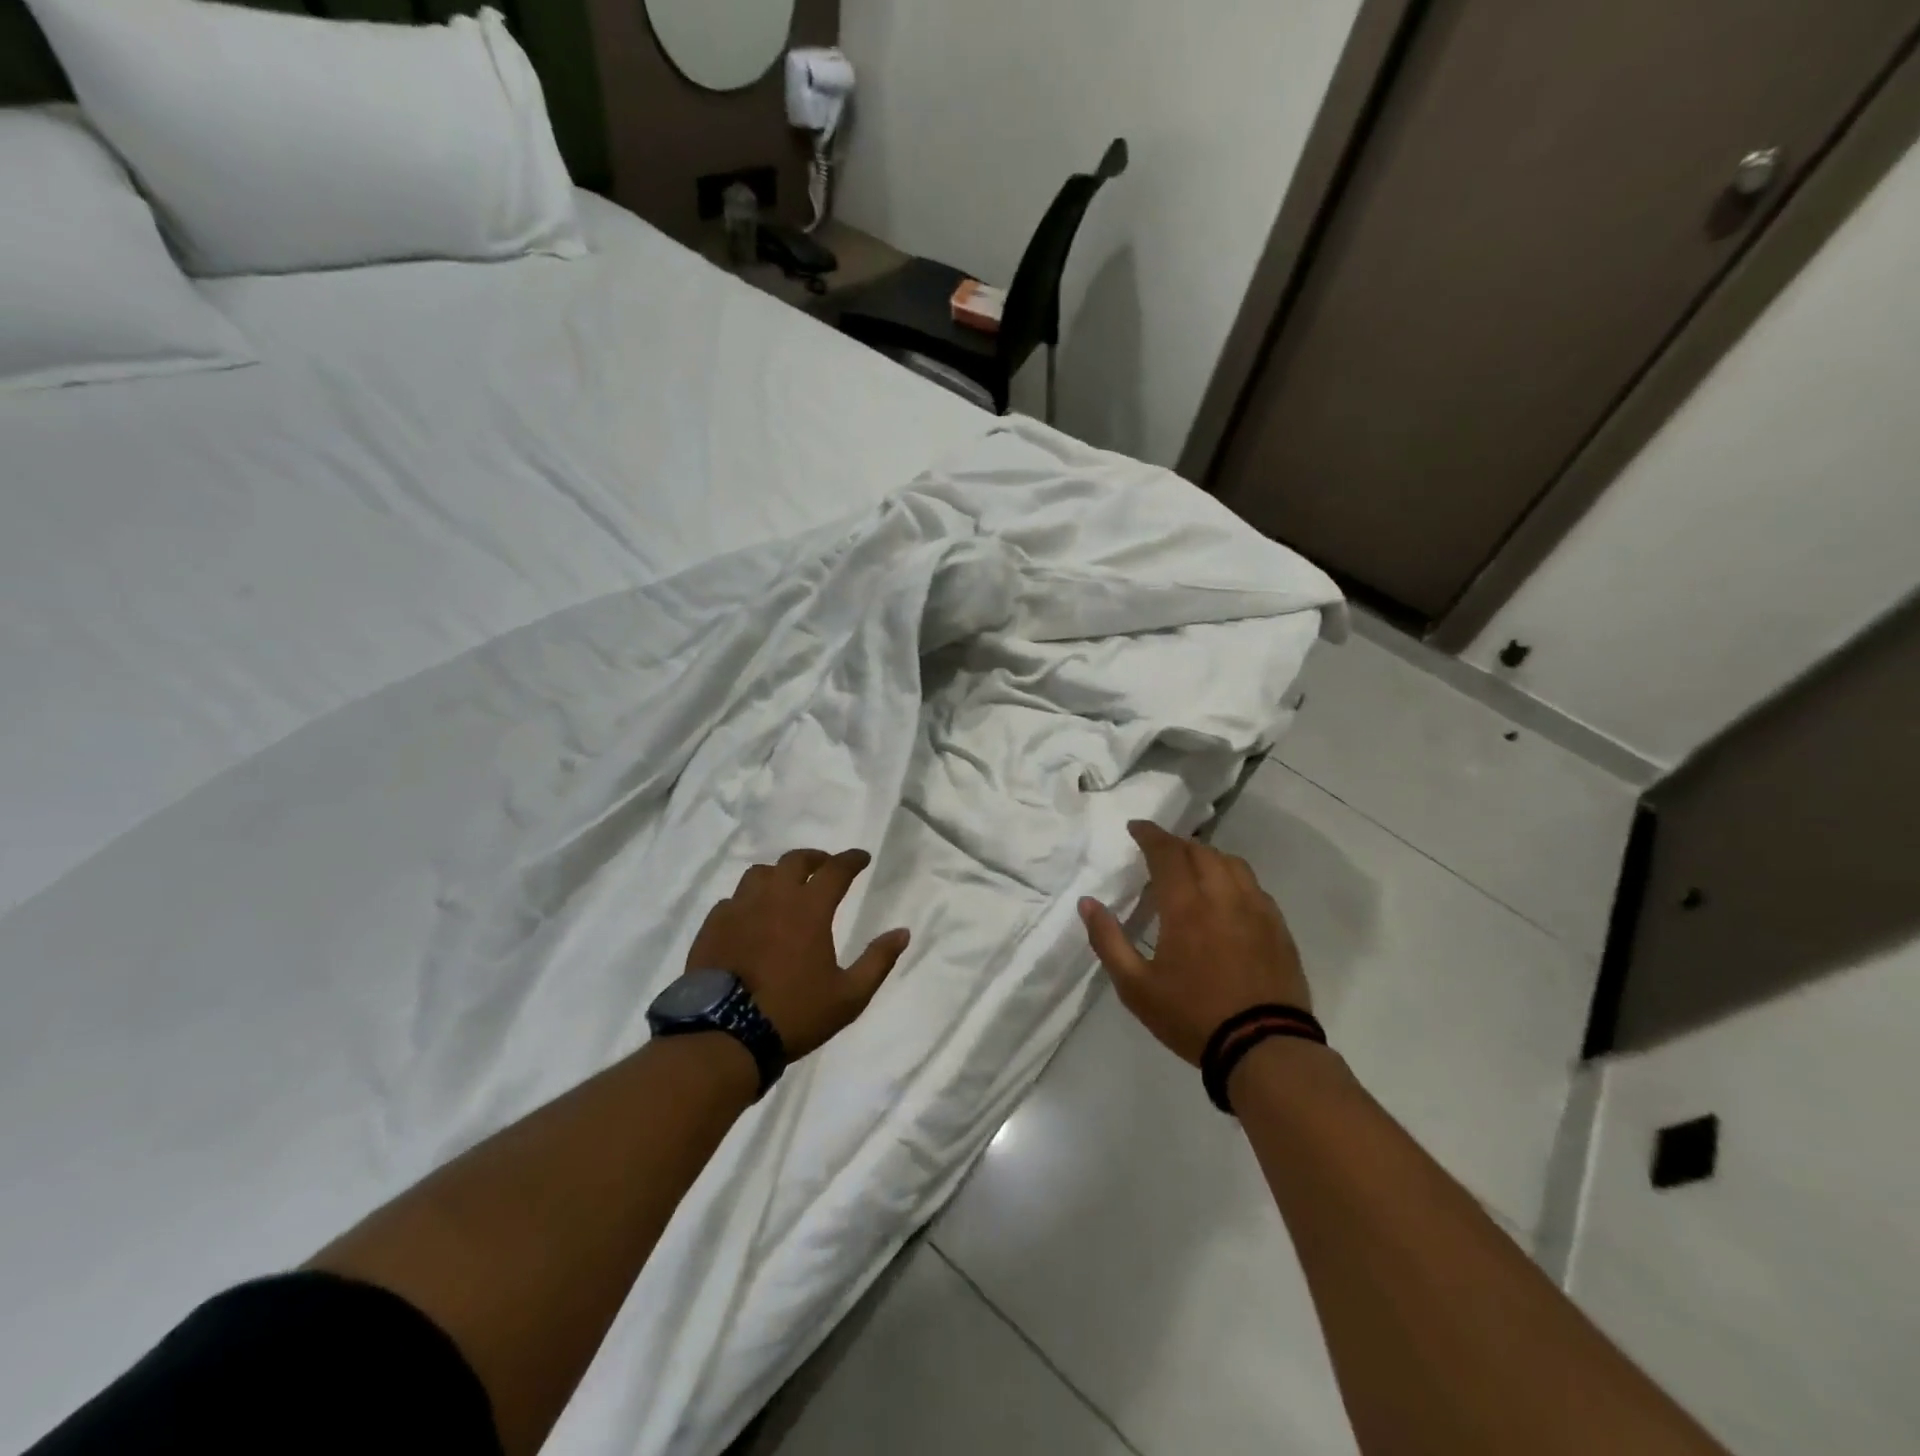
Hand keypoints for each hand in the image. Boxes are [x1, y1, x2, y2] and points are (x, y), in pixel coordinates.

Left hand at [687, 848, 910, 1059]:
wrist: (725, 1035)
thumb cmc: (794, 1013)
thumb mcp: (849, 996)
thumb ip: (878, 961)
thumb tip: (903, 932)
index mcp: (809, 909)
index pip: (836, 869)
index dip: (852, 859)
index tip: (862, 858)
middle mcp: (773, 898)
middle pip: (795, 861)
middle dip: (815, 858)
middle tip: (825, 867)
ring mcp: (738, 909)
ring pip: (760, 874)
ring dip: (779, 874)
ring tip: (786, 887)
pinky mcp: (713, 926)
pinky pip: (733, 899)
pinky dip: (748, 900)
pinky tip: (751, 916)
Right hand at [1079, 821, 1310, 1065]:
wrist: (1264, 1048)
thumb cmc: (1192, 1016)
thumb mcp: (1135, 987)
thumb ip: (1108, 940)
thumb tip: (1087, 903)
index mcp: (1186, 905)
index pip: (1167, 852)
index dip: (1150, 835)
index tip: (1136, 828)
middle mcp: (1223, 896)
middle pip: (1200, 851)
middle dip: (1176, 844)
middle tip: (1158, 851)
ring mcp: (1256, 909)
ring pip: (1231, 863)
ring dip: (1206, 856)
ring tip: (1192, 868)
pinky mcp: (1278, 927)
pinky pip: (1254, 885)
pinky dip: (1233, 877)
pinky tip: (1226, 896)